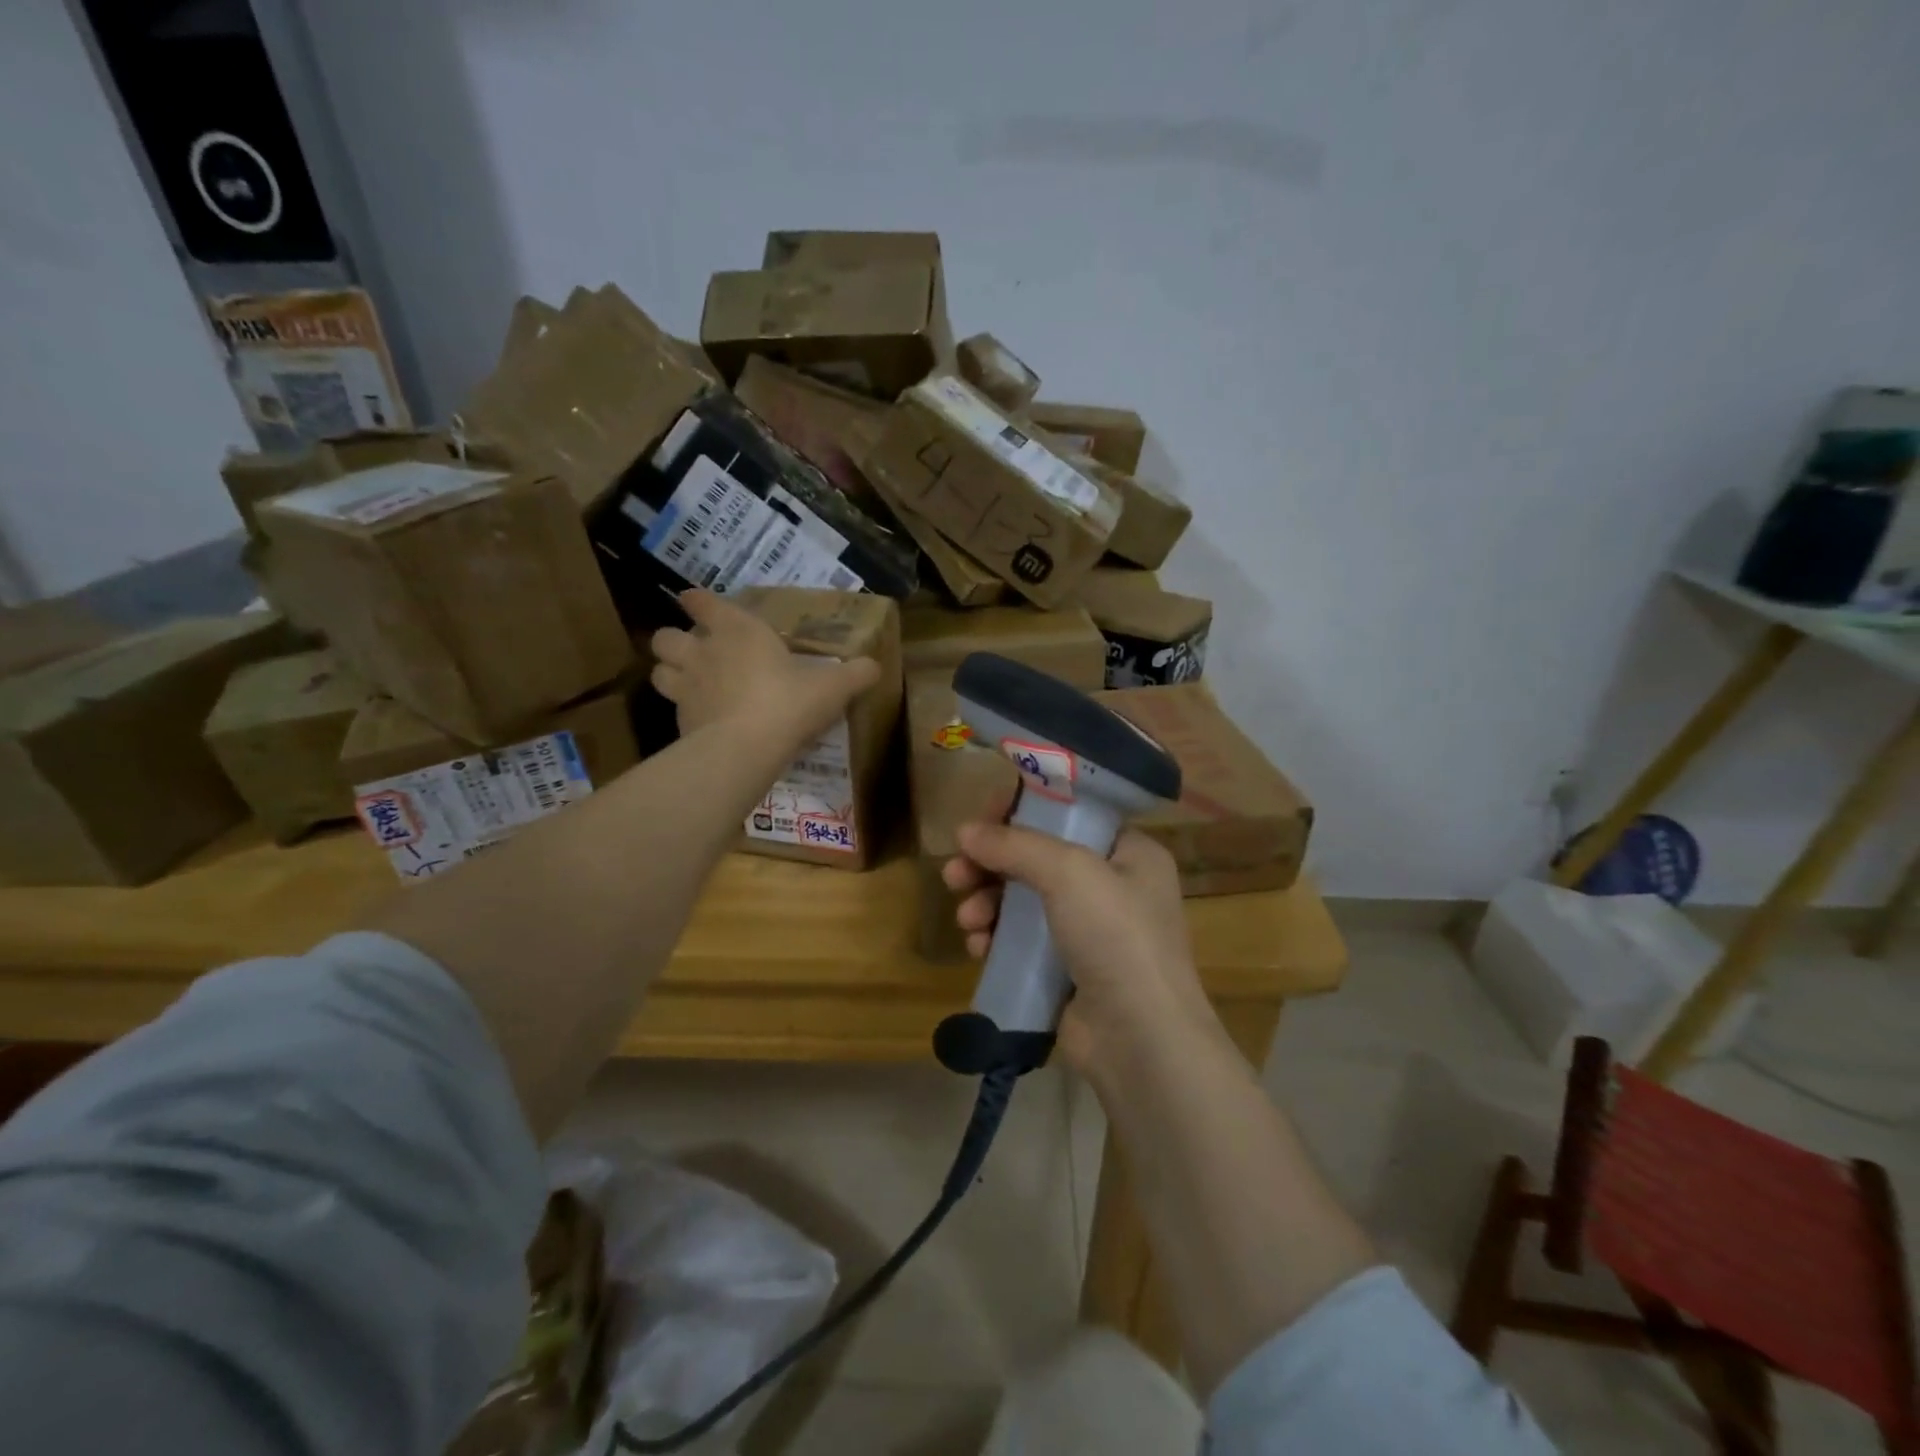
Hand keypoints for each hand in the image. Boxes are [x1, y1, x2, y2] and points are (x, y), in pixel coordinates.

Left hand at [650, 590, 879, 746]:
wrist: (746, 748)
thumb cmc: (789, 702)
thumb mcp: (833, 687)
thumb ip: (855, 674)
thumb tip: (874, 666)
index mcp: (737, 630)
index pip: (702, 602)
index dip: (699, 601)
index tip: (698, 602)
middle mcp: (704, 652)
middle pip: (666, 636)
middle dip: (676, 640)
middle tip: (697, 652)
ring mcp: (686, 687)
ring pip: (659, 670)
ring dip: (670, 672)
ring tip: (690, 682)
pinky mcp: (679, 722)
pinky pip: (672, 708)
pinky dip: (683, 710)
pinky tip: (702, 720)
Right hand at [942, 815, 1231, 1078]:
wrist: (1140, 1040)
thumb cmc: (1115, 937)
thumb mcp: (1069, 873)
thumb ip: (1015, 845)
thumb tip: (964, 831)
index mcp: (1129, 852)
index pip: (1068, 814)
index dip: (1021, 811)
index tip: (980, 820)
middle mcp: (1112, 886)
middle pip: (1038, 857)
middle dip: (992, 863)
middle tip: (955, 873)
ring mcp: (1090, 931)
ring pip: (1024, 900)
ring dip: (988, 902)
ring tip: (967, 918)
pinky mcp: (1068, 969)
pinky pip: (1023, 940)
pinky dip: (998, 937)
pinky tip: (978, 946)